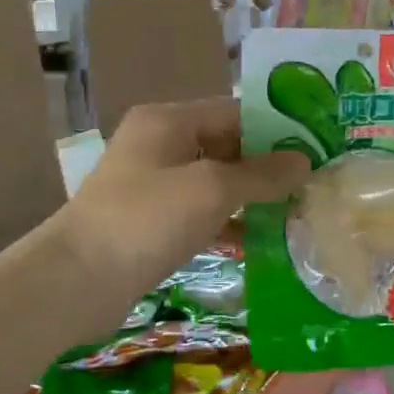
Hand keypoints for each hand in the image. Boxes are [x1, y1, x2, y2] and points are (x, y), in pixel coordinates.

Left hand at [52, 99, 309, 334]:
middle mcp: (161, 144)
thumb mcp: (211, 190)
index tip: (317, 147)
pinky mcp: (154, 221)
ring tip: (298, 212)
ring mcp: (155, 184)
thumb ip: (261, 174)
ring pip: (217, 181)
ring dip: (253, 196)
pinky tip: (263, 240)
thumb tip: (304, 162)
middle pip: (227, 145)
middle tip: (314, 183)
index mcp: (169, 121)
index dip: (277, 128)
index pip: (236, 111)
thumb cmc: (146, 220)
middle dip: (269, 165)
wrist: (76, 282)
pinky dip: (230, 221)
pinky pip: (203, 212)